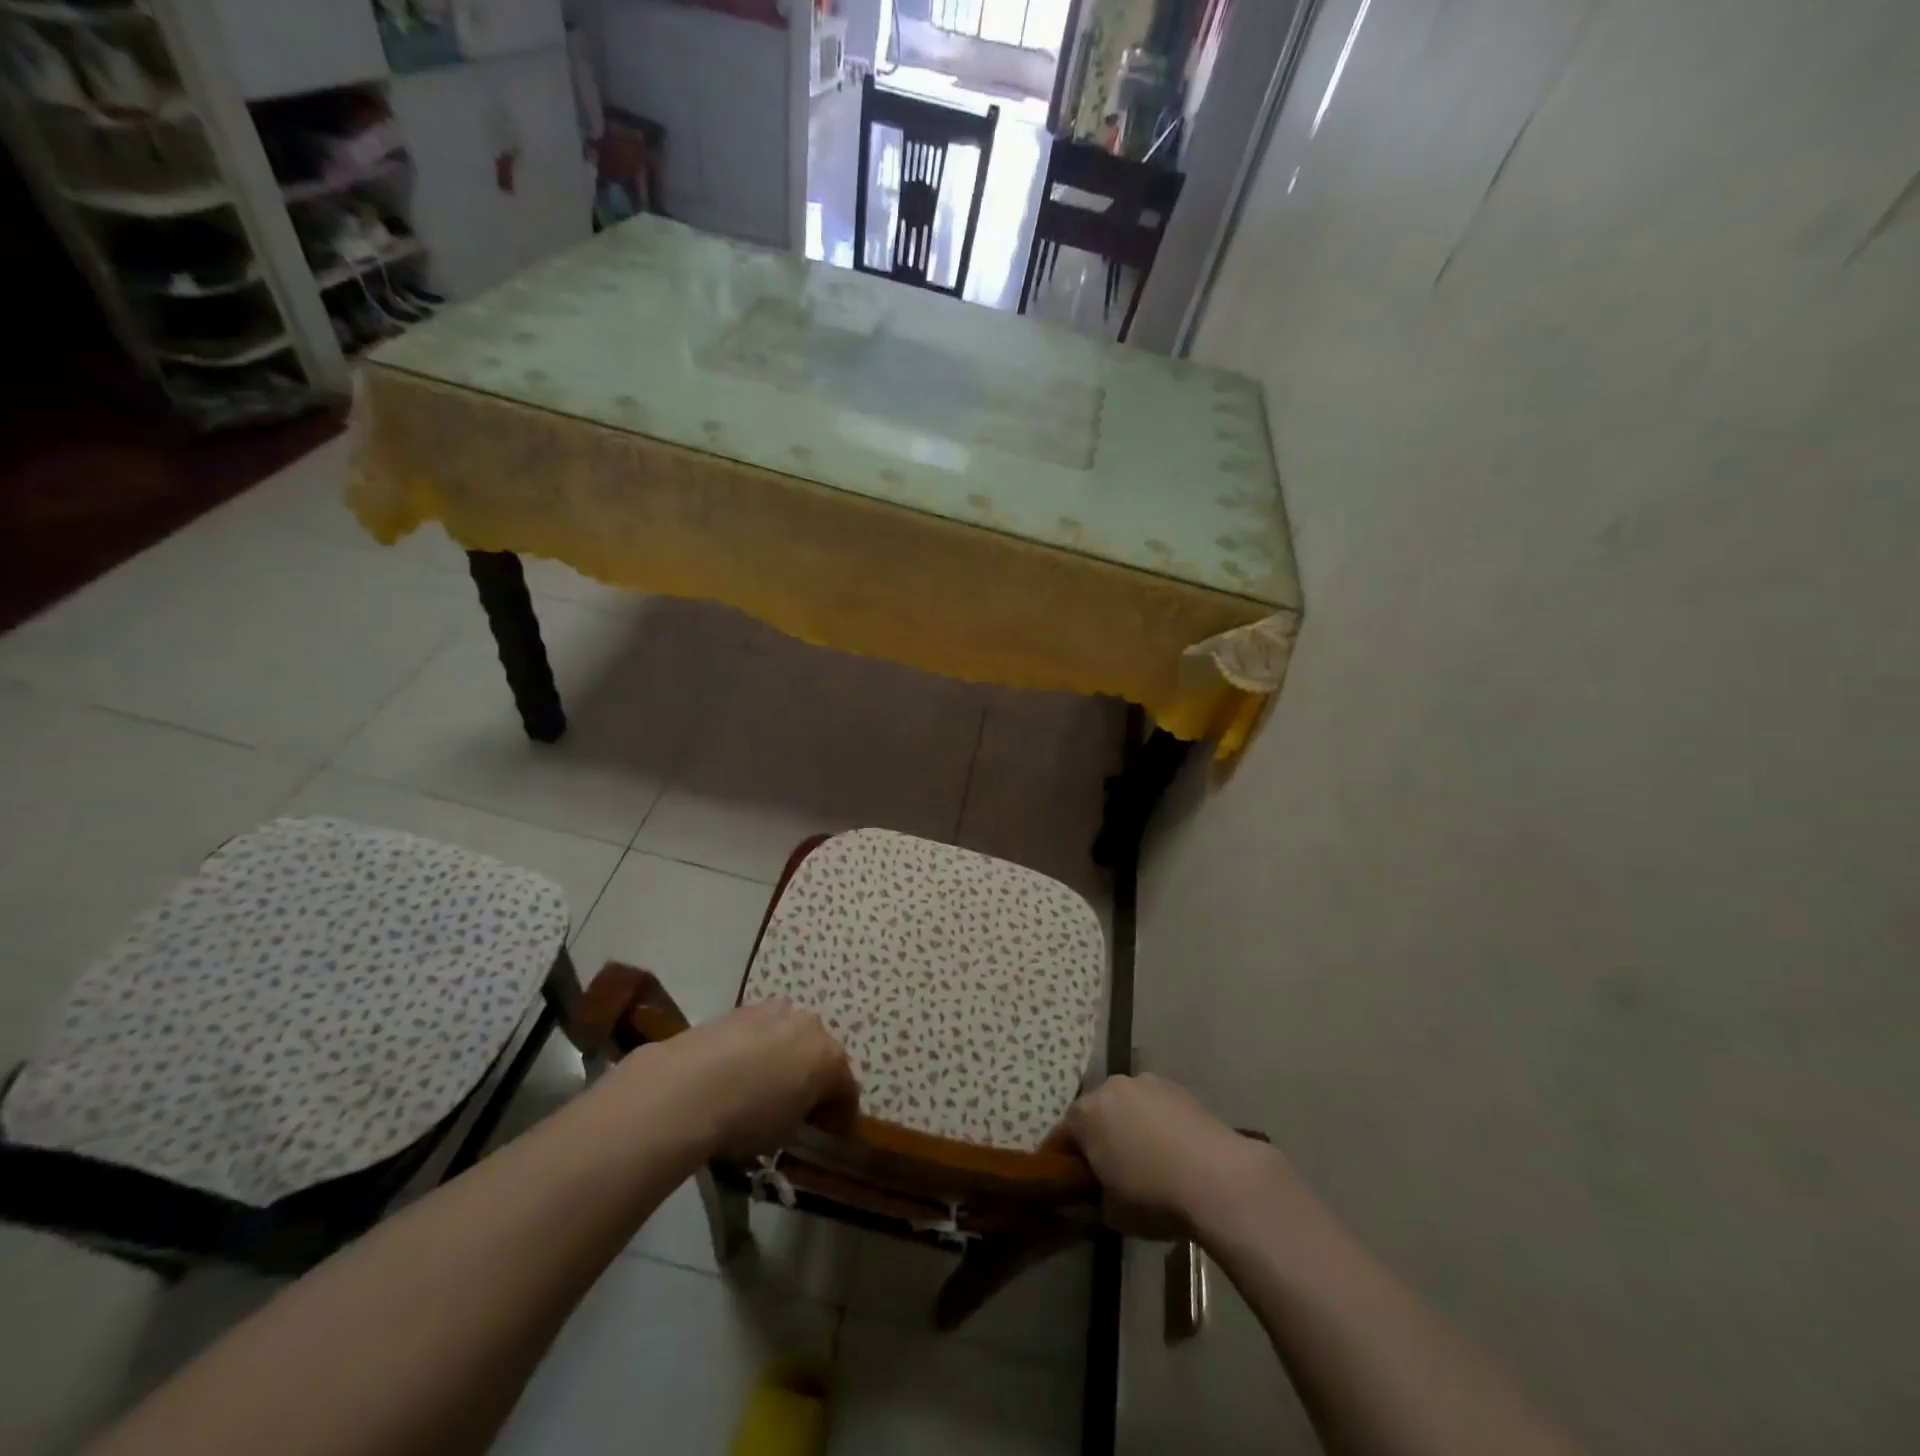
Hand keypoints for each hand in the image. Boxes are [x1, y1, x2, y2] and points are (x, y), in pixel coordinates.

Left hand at [639, 999, 858, 1159]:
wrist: (687, 1087)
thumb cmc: (747, 1118)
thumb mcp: (785, 1133)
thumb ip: (803, 1116)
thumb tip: (800, 1111)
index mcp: (829, 1057)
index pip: (847, 1088)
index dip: (841, 1114)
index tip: (830, 1132)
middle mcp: (810, 1025)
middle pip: (821, 1053)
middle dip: (814, 1076)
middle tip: (798, 1105)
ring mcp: (775, 1011)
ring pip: (791, 1035)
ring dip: (786, 1055)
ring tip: (764, 1083)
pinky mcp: (742, 1008)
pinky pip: (762, 1030)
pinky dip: (758, 1046)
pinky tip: (737, 1069)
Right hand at [1044, 1074, 1282, 1237]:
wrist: (1218, 1177)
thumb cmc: (1153, 1195)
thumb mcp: (1110, 1212)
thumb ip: (1091, 1198)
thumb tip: (1092, 1195)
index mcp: (1085, 1114)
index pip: (1060, 1135)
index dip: (1061, 1160)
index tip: (1067, 1181)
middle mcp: (1111, 1087)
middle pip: (1094, 1112)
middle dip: (1097, 1137)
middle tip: (1106, 1171)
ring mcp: (1146, 1082)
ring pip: (1126, 1105)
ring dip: (1127, 1125)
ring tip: (1144, 1160)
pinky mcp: (1178, 1088)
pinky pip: (1154, 1105)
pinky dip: (1156, 1122)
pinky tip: (1171, 1151)